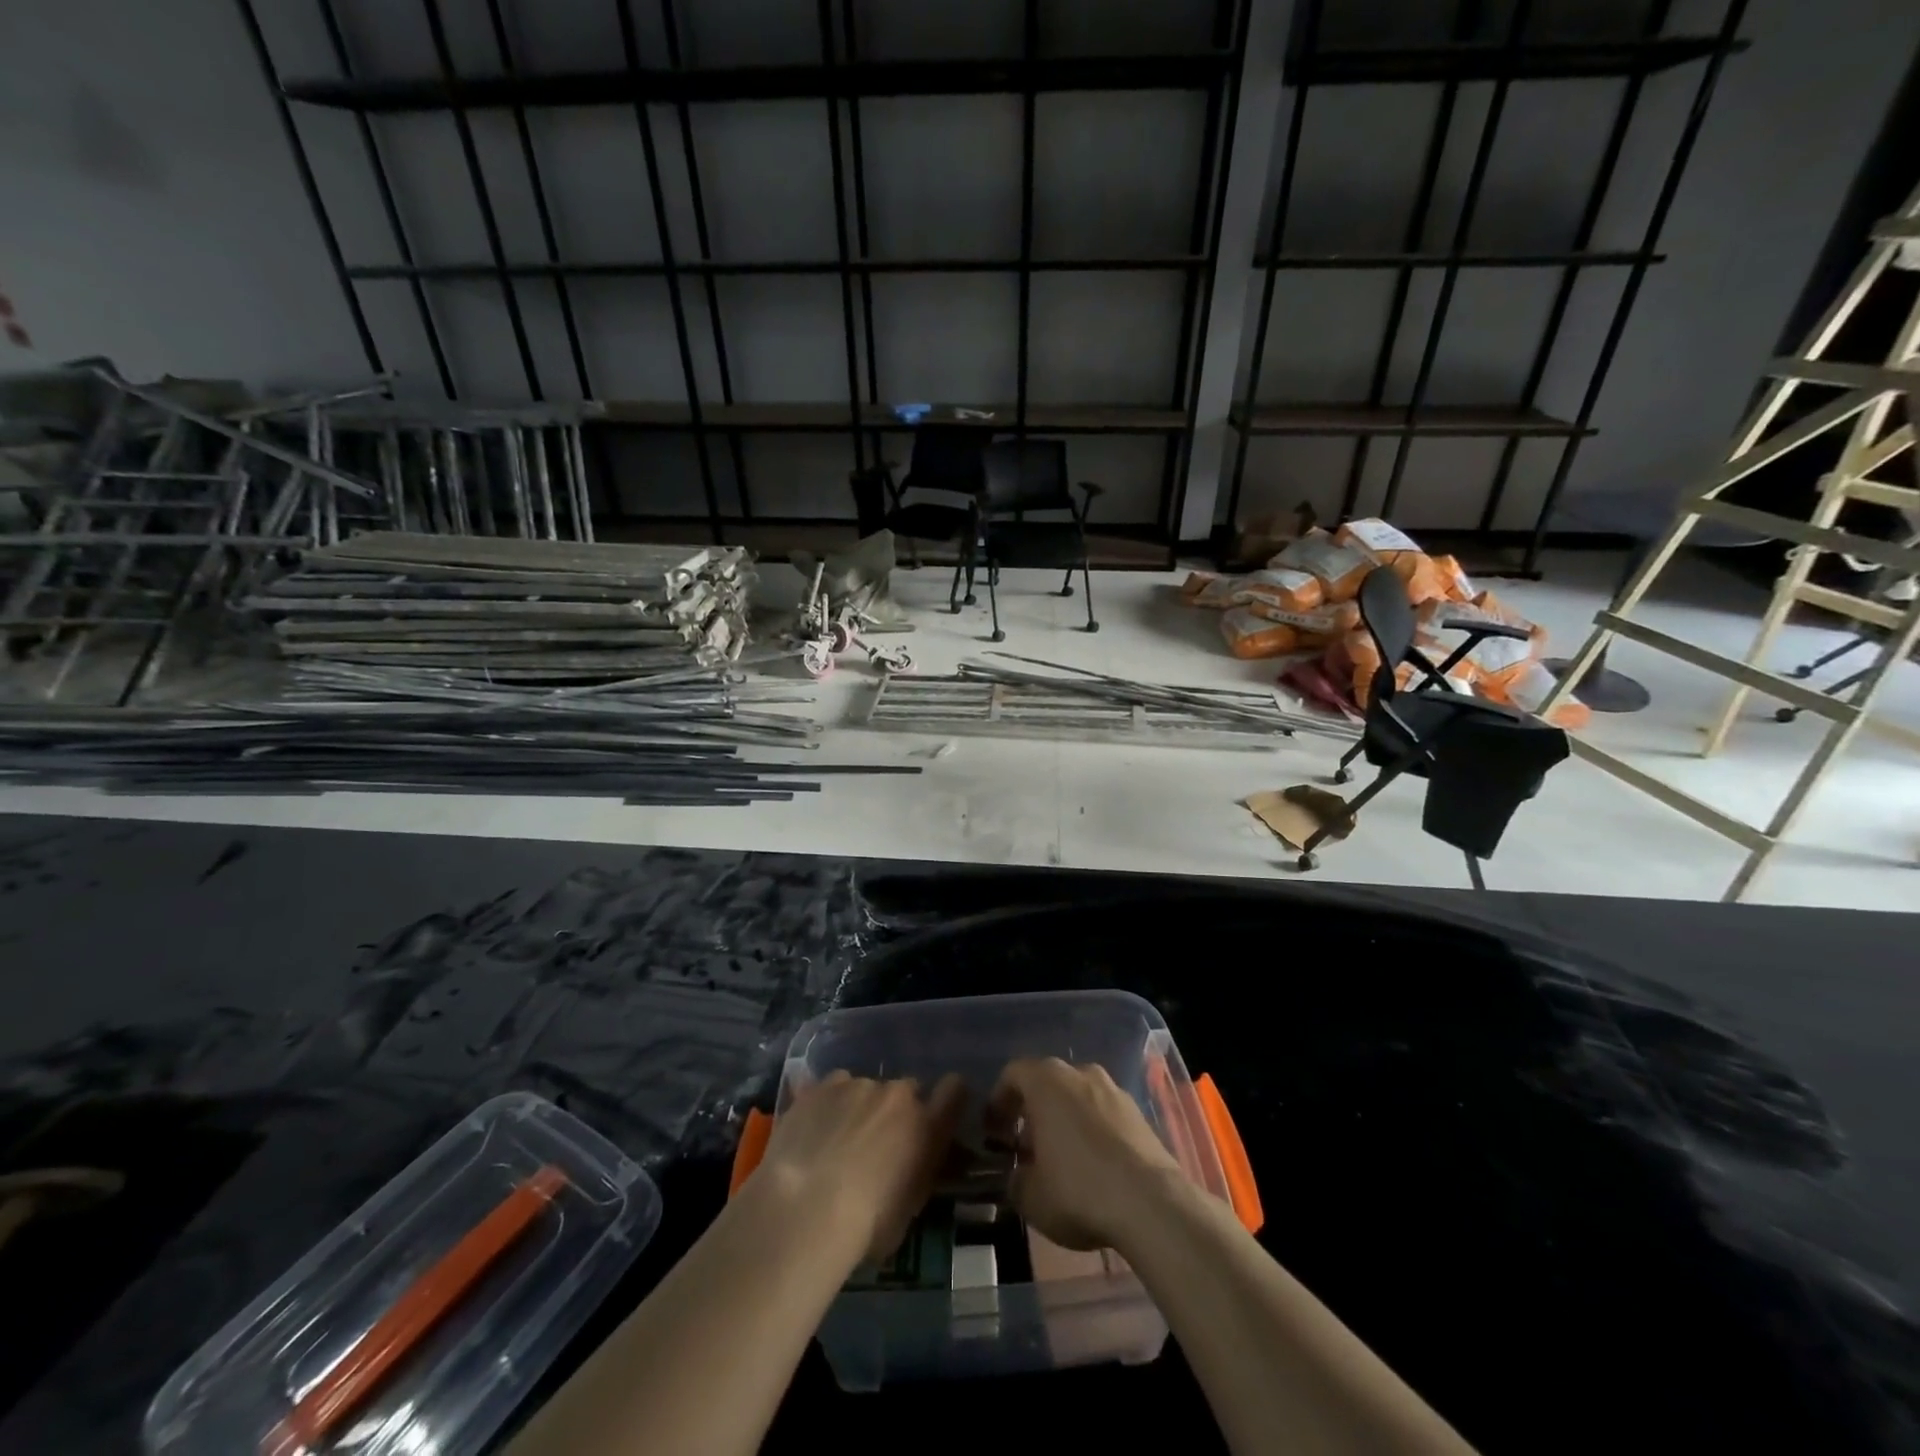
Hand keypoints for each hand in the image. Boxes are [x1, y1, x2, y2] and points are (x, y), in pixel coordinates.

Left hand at [753, 1071, 964, 1263]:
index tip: (938, 1113)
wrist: (805, 1209)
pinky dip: (830, 1103)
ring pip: (867, 1088)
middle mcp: (898, 1095)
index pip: (955, 1090)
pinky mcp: (823, 1085)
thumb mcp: (907, 1209)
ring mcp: (859, 1084)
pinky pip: (835, 1087)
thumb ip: (917, 1172)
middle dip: (897, 1110)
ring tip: (836, 1141)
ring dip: (860, 1107)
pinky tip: (813, 1129)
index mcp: (927, 1126)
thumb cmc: (865, 1226)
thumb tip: (912, 1164)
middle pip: (907, 1090)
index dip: (948, 1098)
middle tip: (877, 1143)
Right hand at [988, 1058, 1184, 1251]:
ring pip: (1077, 1096)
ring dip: (1063, 1119)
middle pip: (1046, 1082)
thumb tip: (1018, 1174)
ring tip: (1060, 1159)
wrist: (1151, 1204)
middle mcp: (1079, 1072)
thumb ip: (1015, 1179)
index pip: (1013, 1074)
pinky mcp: (1138, 1112)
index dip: (998, 1102)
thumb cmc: (1078, 1190)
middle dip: (1032, 1112)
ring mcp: (1113, 1089)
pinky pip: (1103, 1113)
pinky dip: (1091, 1130)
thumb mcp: (1030, 1196)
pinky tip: (1093, 1166)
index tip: (994, 1133)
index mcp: (1046, 1080)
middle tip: (1025, 1147)